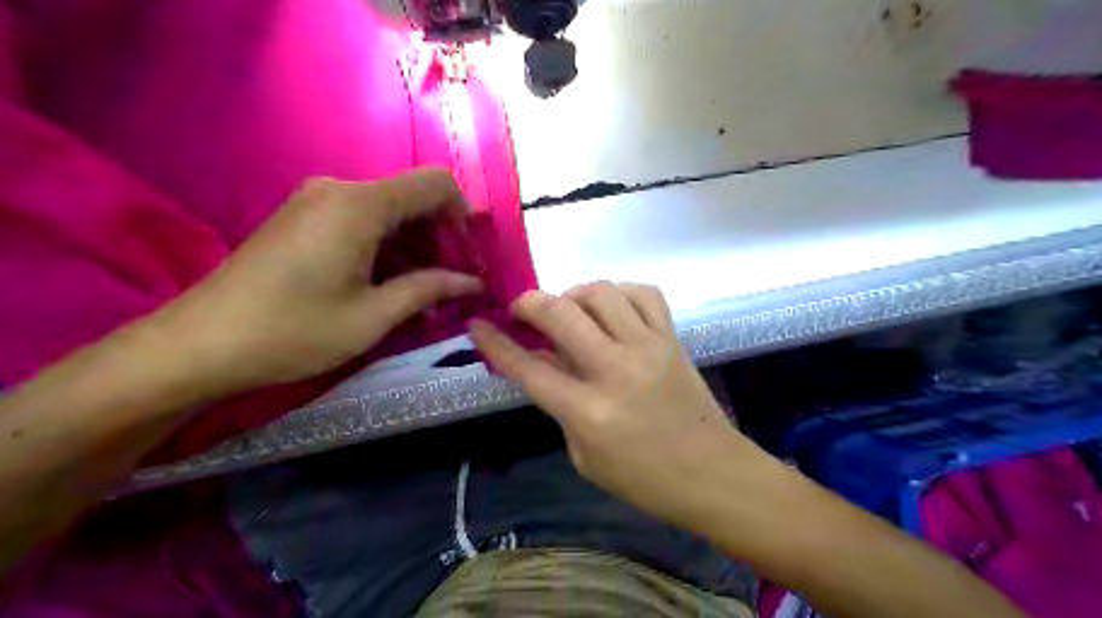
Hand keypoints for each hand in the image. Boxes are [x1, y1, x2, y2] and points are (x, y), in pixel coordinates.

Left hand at [149, 169, 483, 399]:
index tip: (470, 259)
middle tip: (451, 287)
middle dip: (440, 240)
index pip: (436, 184)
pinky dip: (385, 250)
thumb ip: (429, 289)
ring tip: (423, 297)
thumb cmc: (295, 330)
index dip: (463, 217)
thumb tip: (472, 283)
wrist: (199, 344)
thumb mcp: (374, 316)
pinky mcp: (302, 220)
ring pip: (388, 214)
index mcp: (361, 204)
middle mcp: (340, 190)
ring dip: (414, 250)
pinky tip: (388, 288)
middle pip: (412, 200)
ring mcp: (317, 203)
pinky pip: (361, 224)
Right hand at [470, 283, 768, 529]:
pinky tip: (611, 309)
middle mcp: (615, 369)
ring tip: (569, 311)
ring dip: (574, 294)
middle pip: (561, 314)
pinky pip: (643, 293)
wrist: (712, 474)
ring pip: (601, 292)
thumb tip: (542, 361)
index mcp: (588, 411)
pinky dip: (619, 293)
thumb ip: (559, 406)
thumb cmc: (643, 479)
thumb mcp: (584, 456)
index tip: (478, 324)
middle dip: (530, 302)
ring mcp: (648, 347)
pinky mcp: (672, 338)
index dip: (496, 343)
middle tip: (521, 309)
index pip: (529, 367)